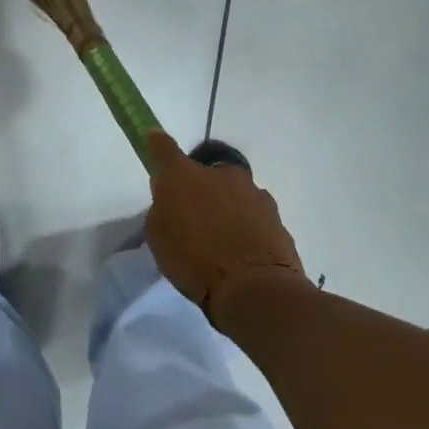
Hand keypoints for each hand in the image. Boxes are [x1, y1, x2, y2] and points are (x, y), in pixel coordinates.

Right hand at [144, 131, 306, 321]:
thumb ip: (163, 210)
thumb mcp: (159, 237)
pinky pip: (253, 215)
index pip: (163, 148)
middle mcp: (220, 173)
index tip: (153, 141)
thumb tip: (172, 201)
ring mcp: (252, 192)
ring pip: (233, 193)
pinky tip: (242, 252)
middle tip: (195, 218)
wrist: (253, 287)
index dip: (157, 144)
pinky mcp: (275, 214)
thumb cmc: (194, 261)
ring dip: (226, 207)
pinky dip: (246, 226)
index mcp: (183, 175)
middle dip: (201, 188)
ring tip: (222, 242)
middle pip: (205, 173)